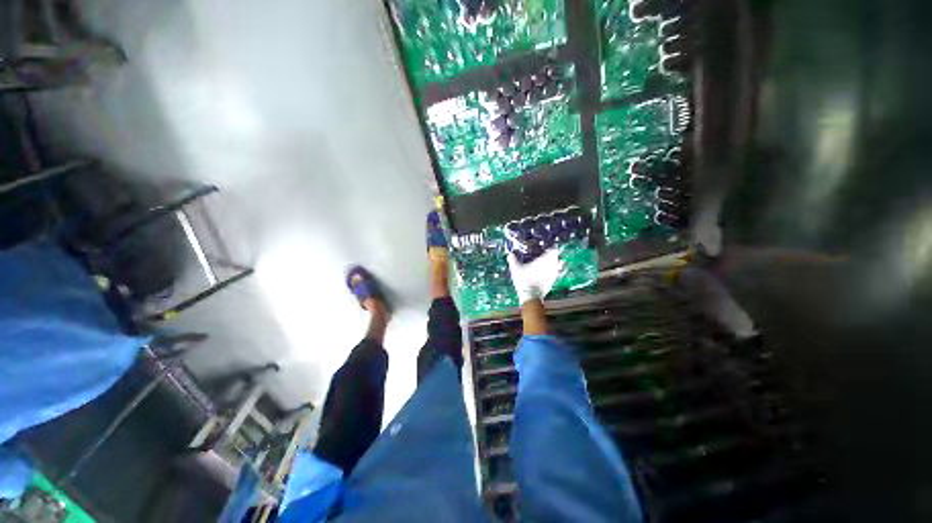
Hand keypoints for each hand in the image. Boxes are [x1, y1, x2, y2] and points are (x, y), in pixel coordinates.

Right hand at [506, 248, 563, 304]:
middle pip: (556, 258)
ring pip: (557, 266)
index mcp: (544, 260)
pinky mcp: (552, 282)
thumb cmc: (524, 280)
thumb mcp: (515, 268)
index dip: (549, 249)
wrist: (531, 296)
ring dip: (552, 264)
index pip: (553, 250)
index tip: (544, 249)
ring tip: (544, 265)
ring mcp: (553, 275)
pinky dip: (551, 272)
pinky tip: (544, 274)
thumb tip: (510, 254)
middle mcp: (551, 266)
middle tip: (544, 256)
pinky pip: (555, 274)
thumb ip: (513, 259)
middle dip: (551, 256)